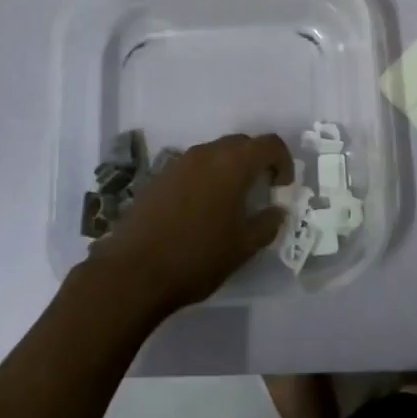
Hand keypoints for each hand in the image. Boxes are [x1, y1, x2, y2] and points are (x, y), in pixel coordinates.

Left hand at [88, 133, 290, 318]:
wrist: (133, 273)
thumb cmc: (197, 257)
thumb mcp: (243, 247)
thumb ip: (267, 224)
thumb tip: (277, 211)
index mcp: (232, 163)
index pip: (270, 144)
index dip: (283, 161)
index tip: (281, 188)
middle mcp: (206, 153)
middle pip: (241, 144)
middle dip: (257, 162)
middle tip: (260, 192)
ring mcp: (178, 163)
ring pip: (214, 154)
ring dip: (229, 169)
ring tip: (230, 202)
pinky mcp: (158, 177)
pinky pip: (192, 167)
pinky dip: (205, 178)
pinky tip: (200, 210)